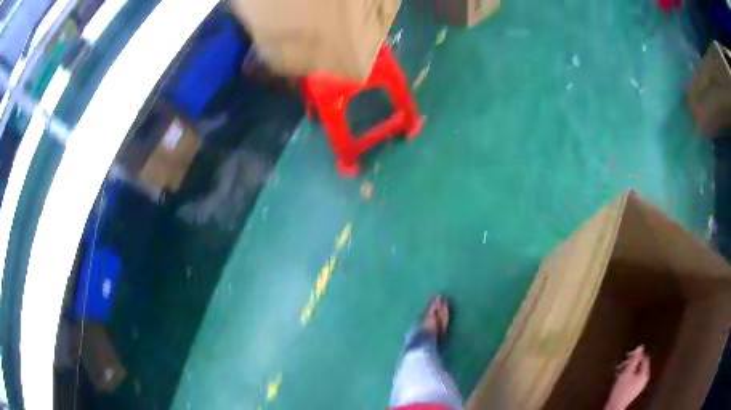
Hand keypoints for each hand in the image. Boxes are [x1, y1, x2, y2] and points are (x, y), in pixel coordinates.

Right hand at [605, 345, 650, 409]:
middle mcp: (644, 378)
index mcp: (645, 373)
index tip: (628, 355)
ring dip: (628, 370)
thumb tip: (640, 347)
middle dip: (631, 364)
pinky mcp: (633, 390)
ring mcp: (639, 385)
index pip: (644, 358)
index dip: (637, 355)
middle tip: (622, 364)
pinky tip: (621, 379)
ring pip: (636, 372)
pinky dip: (628, 377)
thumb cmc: (621, 390)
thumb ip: (634, 359)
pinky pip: (633, 379)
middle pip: (640, 365)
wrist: (615, 406)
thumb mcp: (627, 372)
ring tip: (620, 372)